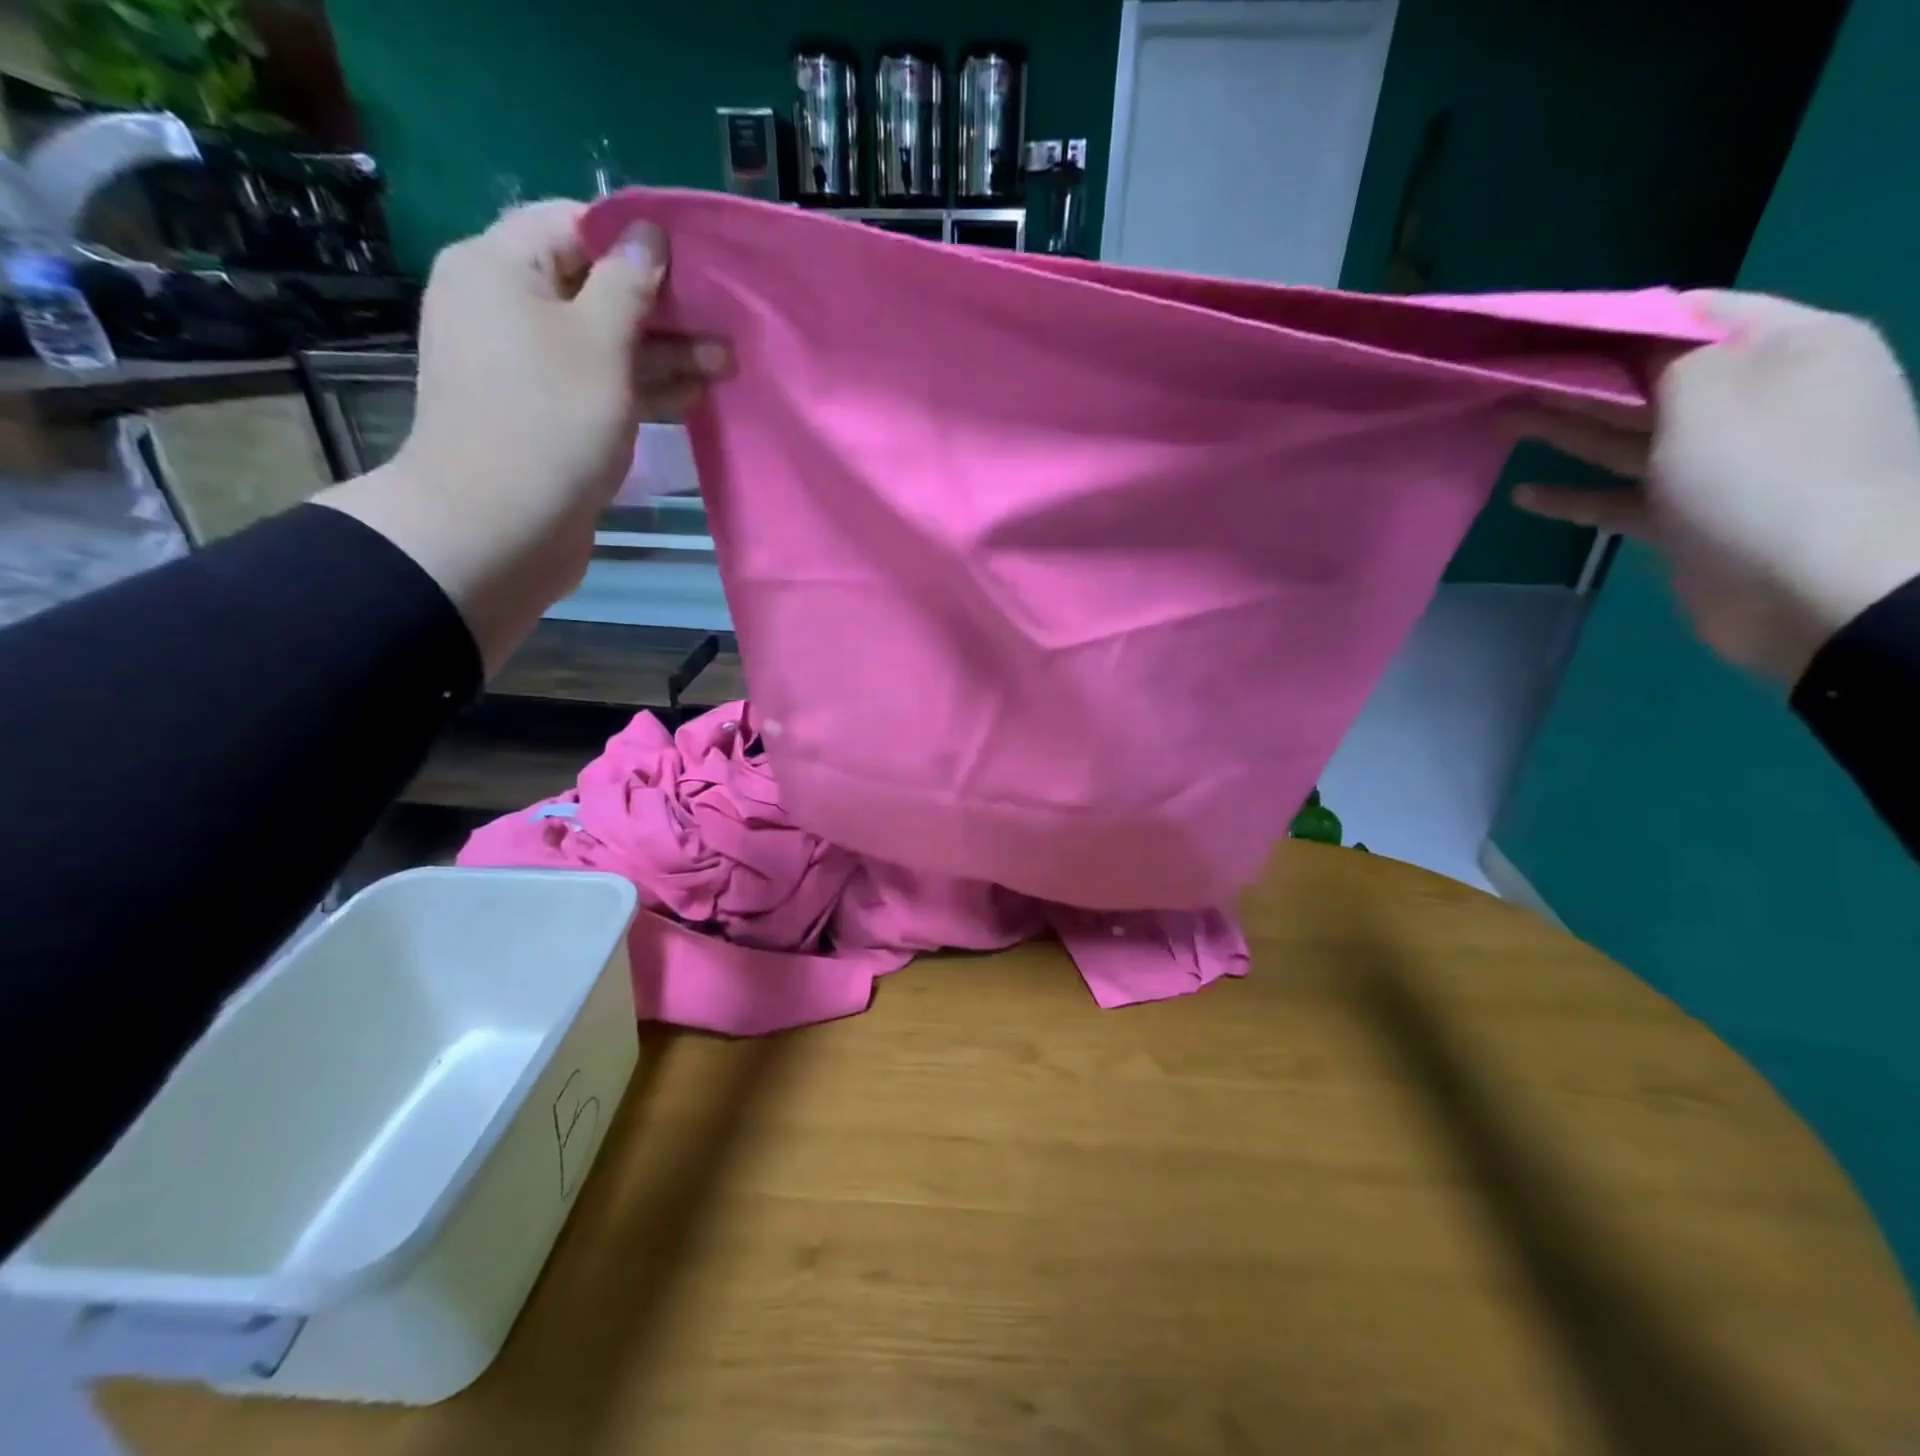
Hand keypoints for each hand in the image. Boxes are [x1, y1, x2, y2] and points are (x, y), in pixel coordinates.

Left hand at [316, 200, 731, 671]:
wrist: (499, 528)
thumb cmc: (550, 422)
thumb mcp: (599, 343)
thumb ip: (628, 284)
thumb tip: (648, 235)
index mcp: (500, 268)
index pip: (573, 225)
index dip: (635, 242)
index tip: (694, 267)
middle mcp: (507, 309)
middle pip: (594, 289)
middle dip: (662, 308)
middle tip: (723, 327)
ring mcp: (527, 368)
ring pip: (604, 345)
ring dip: (664, 354)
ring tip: (725, 365)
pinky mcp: (547, 416)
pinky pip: (599, 386)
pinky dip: (642, 389)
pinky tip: (691, 397)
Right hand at [1514, 291, 1919, 683]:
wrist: (1817, 593)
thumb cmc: (1764, 477)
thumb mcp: (1714, 393)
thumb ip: (1665, 357)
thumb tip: (1629, 343)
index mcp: (1788, 350)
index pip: (1693, 315)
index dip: (1616, 321)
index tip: (1546, 332)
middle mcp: (1759, 399)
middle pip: (1654, 377)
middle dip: (1582, 376)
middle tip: (1511, 375)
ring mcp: (1724, 464)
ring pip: (1630, 435)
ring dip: (1568, 429)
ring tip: (1505, 420)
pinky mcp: (1691, 517)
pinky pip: (1623, 496)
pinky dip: (1577, 495)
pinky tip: (1526, 496)